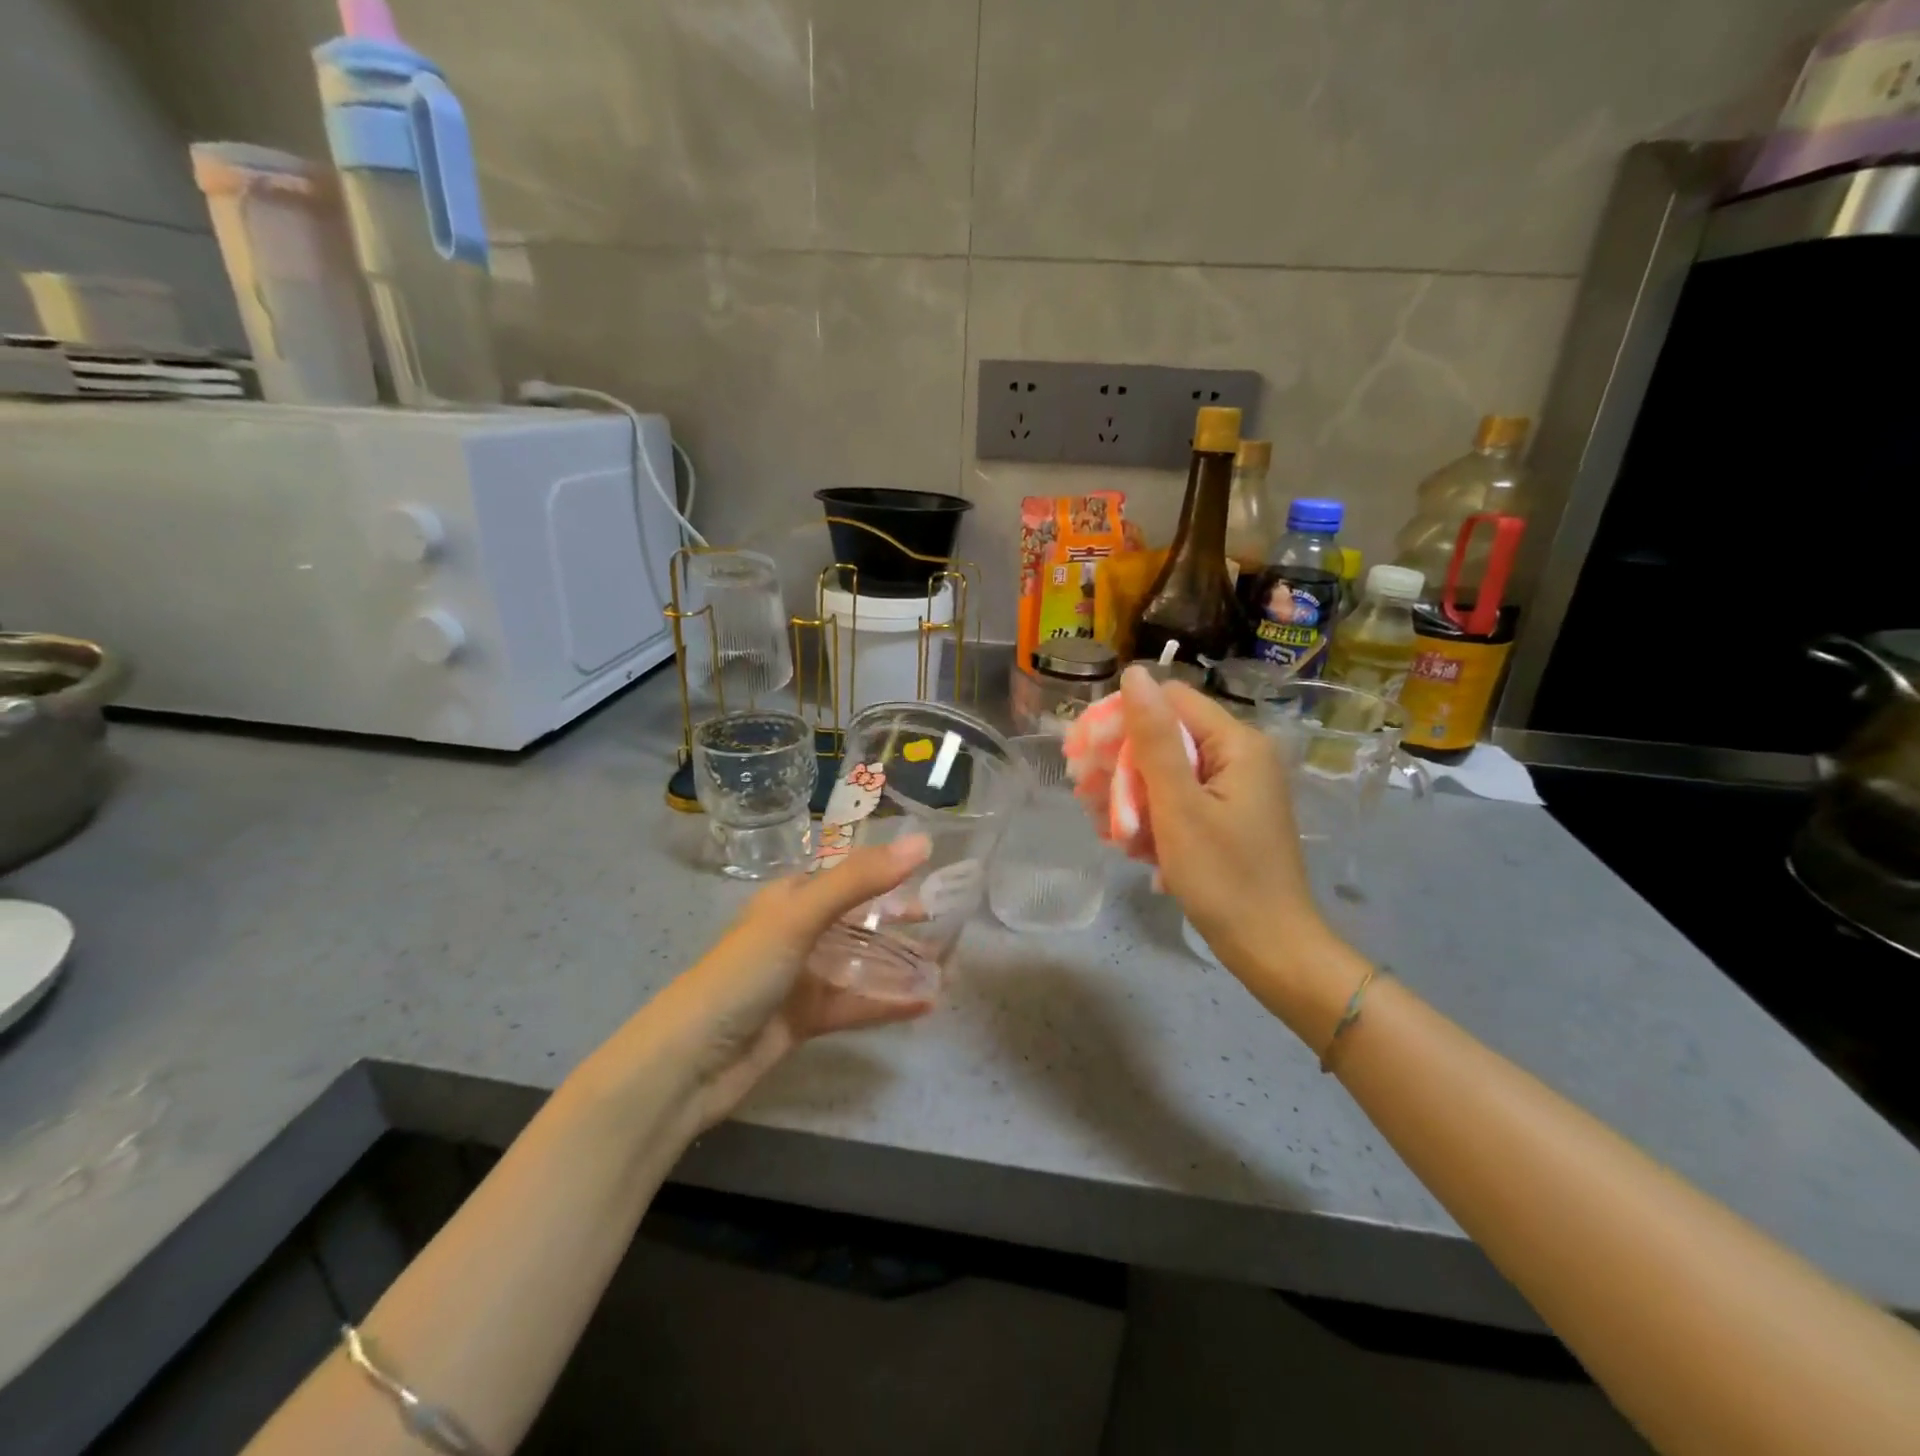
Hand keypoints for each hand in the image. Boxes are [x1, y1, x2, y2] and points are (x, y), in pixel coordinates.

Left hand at [640, 837, 933, 1133]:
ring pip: (861, 962)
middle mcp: (798, 932)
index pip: (847, 873)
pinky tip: (926, 1003)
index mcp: (791, 897)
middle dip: (898, 918)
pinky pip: (856, 1004)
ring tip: (946, 963)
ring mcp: (802, 977)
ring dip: (899, 962)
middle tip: (946, 920)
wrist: (689, 1062)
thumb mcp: (800, 917)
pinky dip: (888, 1002)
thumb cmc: (743, 973)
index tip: (933, 871)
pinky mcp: (806, 1018)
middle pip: (858, 918)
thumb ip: (861, 880)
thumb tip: (922, 843)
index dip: (887, 869)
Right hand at [1115, 667, 1331, 979]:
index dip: (1124, 719)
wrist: (1271, 948)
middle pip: (1168, 735)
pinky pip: (1182, 799)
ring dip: (1132, 794)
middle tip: (1084, 793)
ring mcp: (1236, 788)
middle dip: (1123, 763)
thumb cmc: (1223, 876)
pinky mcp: (1229, 816)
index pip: (1170, 701)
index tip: (1087, 753)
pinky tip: (1129, 842)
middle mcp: (1240, 756)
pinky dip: (1153, 815)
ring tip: (1104, 826)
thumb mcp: (1179, 805)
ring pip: (1169, 771)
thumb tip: (1135, 674)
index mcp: (1237, 743)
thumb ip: (1155, 738)